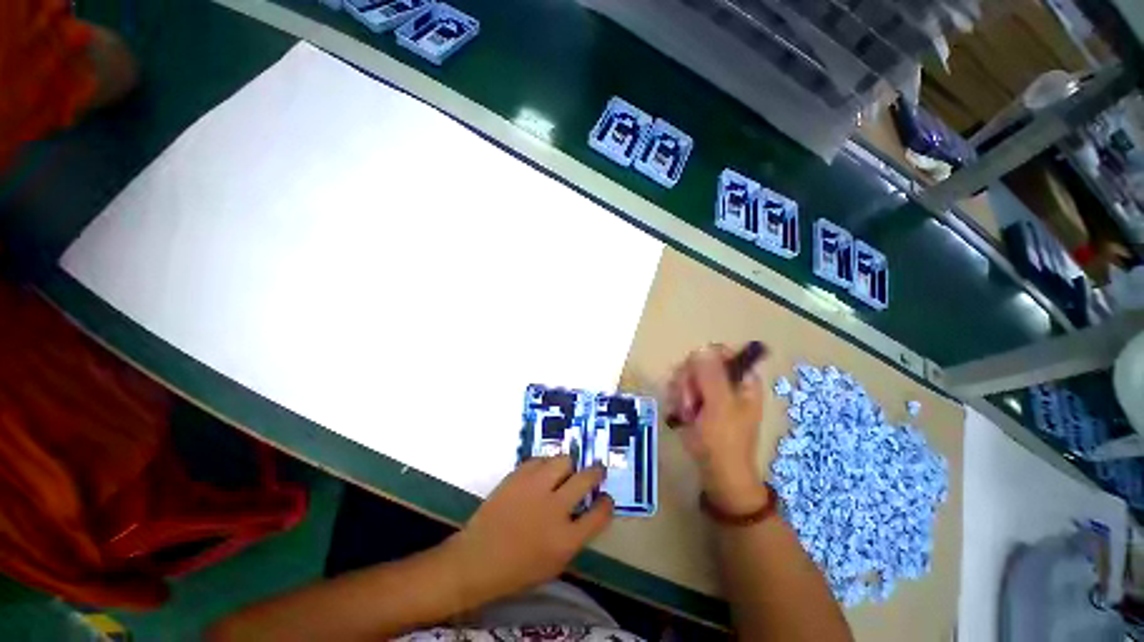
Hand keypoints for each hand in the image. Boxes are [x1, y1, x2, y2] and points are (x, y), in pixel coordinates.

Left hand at [444, 456, 612, 604]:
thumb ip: (575, 536)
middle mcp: (554, 508)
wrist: (477, 559)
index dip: (607, 503)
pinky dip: (545, 465)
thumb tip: (588, 510)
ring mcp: (534, 488)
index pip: (600, 514)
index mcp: (566, 539)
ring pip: (564, 460)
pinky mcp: (518, 476)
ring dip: (569, 466)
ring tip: (566, 471)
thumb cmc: (517, 570)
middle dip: (596, 472)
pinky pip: (540, 459)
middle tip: (596, 471)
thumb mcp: (555, 564)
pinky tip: (542, 473)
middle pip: (586, 478)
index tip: (605, 498)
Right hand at [667, 344, 769, 514]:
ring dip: (682, 394)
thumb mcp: (719, 406)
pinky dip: (678, 401)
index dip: (703, 360)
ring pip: (686, 376)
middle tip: (691, 402)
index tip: (695, 376)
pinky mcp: (697, 402)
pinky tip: (682, 416)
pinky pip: (681, 389)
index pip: (720, 352)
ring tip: (687, 414)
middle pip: (698, 362)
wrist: (718, 473)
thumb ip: (711, 375)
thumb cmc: (724, 441)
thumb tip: (702, 348)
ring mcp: (710, 392)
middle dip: (689, 382)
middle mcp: (726, 382)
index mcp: (741, 379)